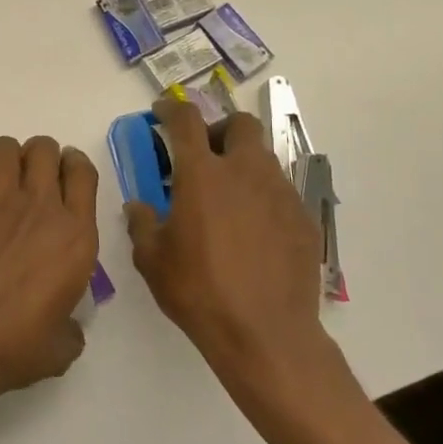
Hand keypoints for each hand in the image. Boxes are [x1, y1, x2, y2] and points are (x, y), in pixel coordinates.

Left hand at [0, 135, 99, 412]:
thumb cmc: (18, 346)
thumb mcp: (63, 345)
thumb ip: (70, 325)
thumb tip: (64, 324)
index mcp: (75, 235)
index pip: (83, 173)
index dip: (75, 165)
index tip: (67, 174)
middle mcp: (39, 208)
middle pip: (43, 148)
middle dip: (39, 155)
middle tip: (32, 180)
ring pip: (4, 148)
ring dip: (5, 159)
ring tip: (0, 182)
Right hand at [125, 100, 329, 387]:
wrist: (265, 334)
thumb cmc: (198, 291)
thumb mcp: (152, 259)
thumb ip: (142, 223)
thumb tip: (140, 206)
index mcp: (202, 174)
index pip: (186, 120)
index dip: (171, 109)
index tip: (162, 113)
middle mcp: (245, 172)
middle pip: (239, 124)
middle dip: (219, 129)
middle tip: (203, 155)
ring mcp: (280, 194)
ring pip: (262, 158)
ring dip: (241, 163)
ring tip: (226, 198)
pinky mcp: (303, 219)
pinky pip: (280, 191)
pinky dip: (261, 196)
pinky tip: (251, 230)